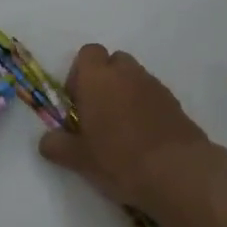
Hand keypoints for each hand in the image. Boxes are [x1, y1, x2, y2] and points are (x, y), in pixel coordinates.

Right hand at [37, 44, 214, 211]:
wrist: (178, 173)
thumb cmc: (119, 160)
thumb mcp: (79, 159)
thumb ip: (57, 145)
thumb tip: (47, 140)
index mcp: (98, 79)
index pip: (88, 53)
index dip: (79, 74)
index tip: (77, 104)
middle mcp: (128, 74)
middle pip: (113, 62)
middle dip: (104, 82)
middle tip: (97, 115)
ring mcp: (155, 86)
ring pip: (134, 79)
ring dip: (125, 95)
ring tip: (121, 131)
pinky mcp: (176, 104)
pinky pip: (153, 96)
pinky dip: (145, 109)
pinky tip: (143, 139)